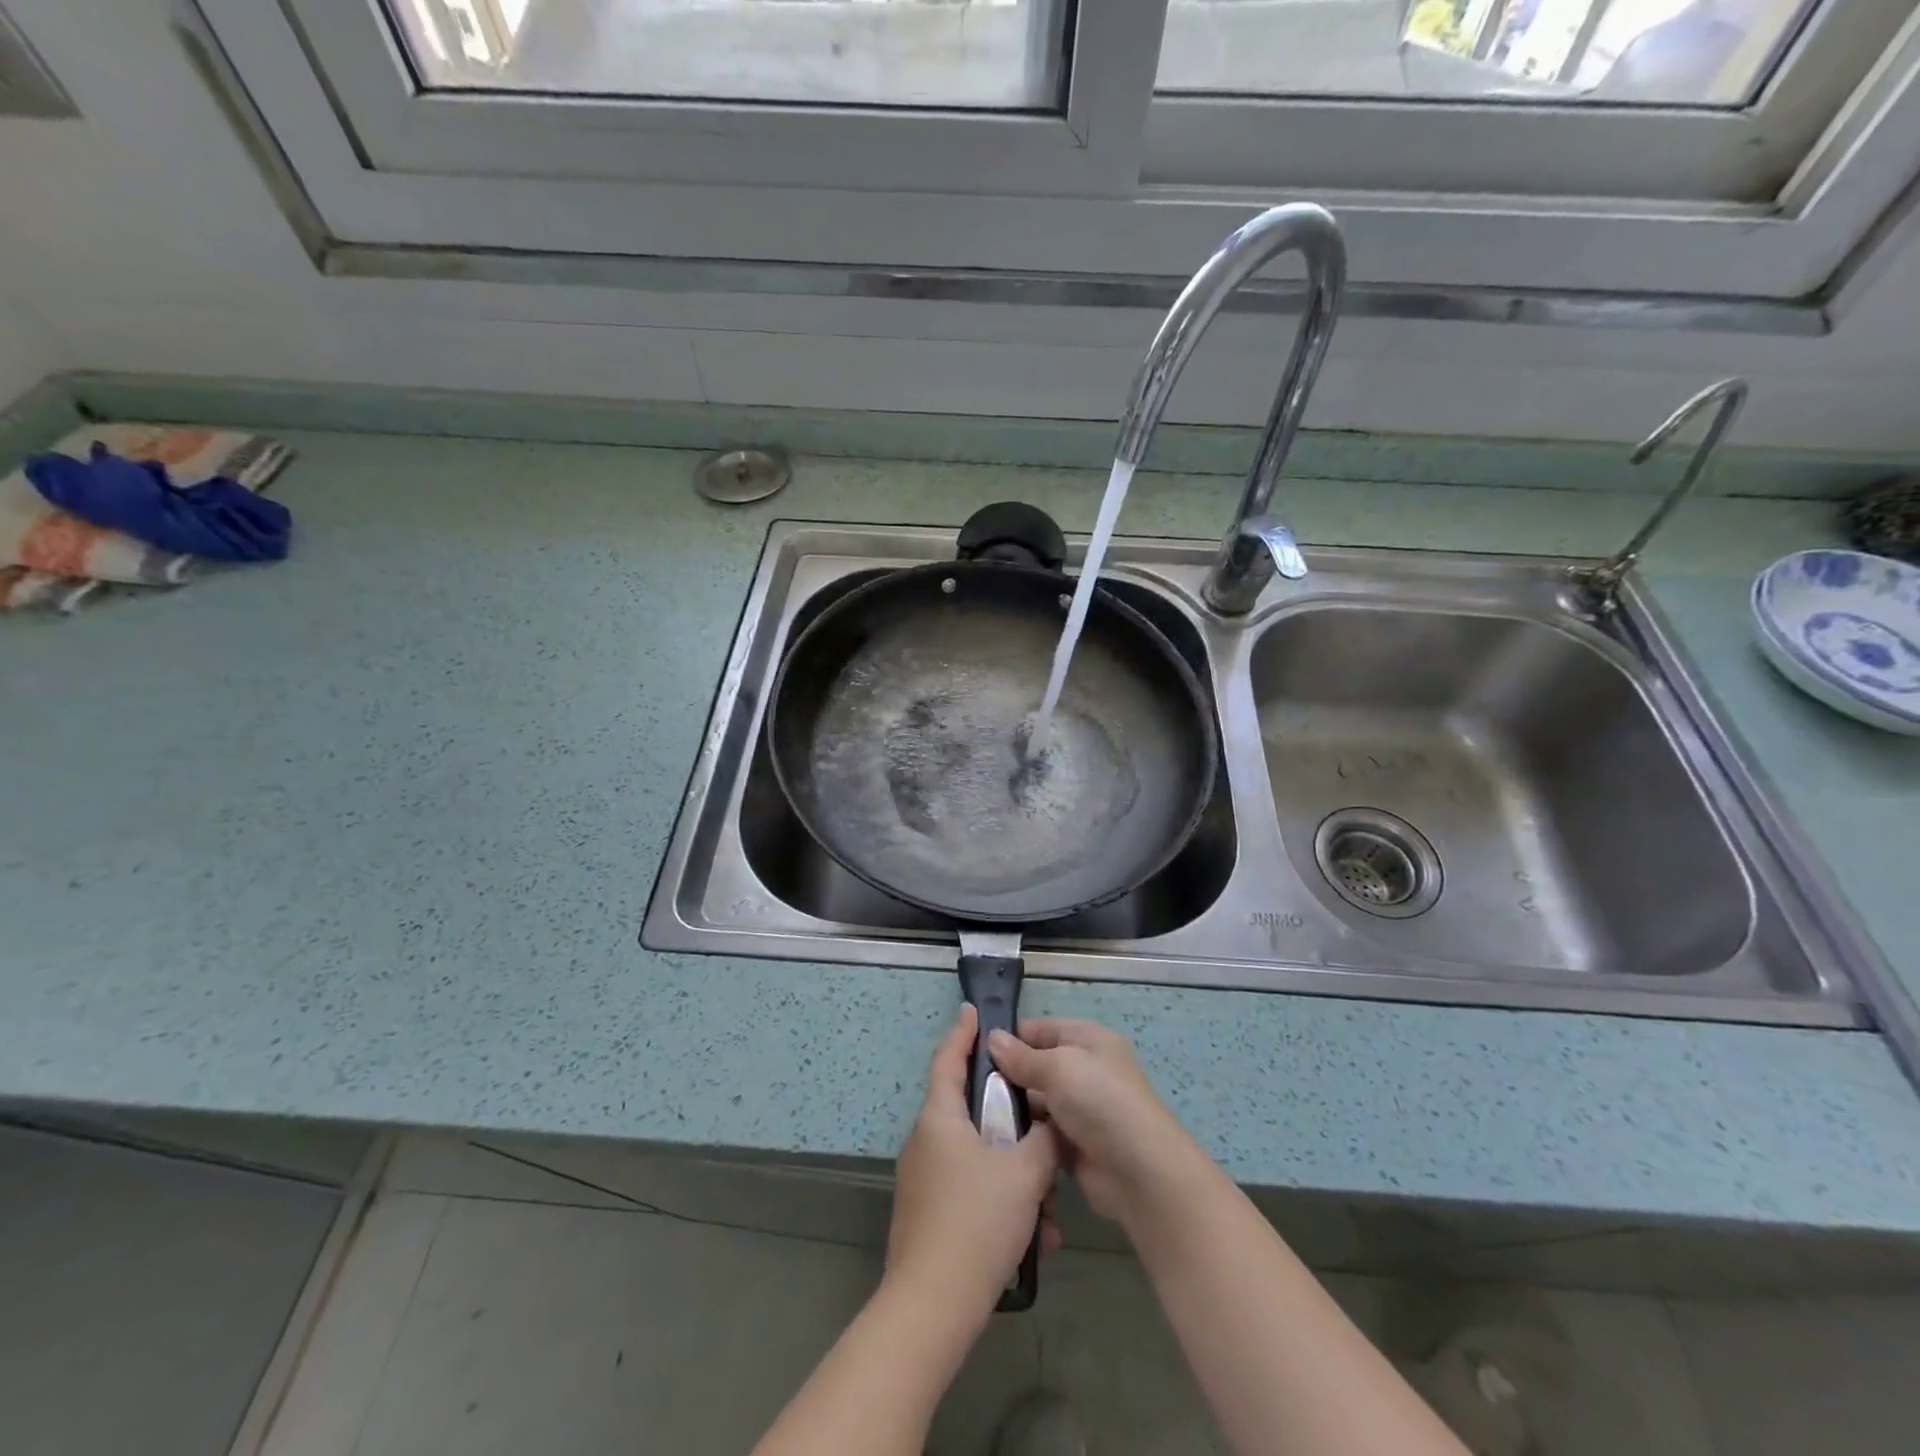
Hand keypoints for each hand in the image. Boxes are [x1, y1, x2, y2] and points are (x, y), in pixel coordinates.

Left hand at [886, 1005, 1060, 1326]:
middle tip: (1043, 1133)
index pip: (948, 1058)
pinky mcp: (928, 1216)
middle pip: (972, 1114)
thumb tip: (1052, 1123)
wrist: (932, 1308)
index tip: (972, 1011)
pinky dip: (1002, 1205)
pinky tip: (1034, 1240)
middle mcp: (926, 1142)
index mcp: (939, 1118)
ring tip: (1047, 1213)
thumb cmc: (976, 1222)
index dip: (962, 1033)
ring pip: (979, 1160)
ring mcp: (923, 1181)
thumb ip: (1044, 1139)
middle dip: (1013, 1126)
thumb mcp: (1025, 1173)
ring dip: (1016, 1178)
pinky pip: (972, 1193)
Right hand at [987, 1019, 1212, 1235]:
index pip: (1042, 1029)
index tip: (976, 1049)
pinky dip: (1023, 1136)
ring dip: (1013, 1107)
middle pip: (1037, 1065)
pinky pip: (1041, 1133)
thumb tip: (992, 1039)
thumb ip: (1023, 1056)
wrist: (1138, 1171)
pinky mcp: (1074, 1144)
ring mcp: (1080, 1109)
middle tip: (969, 1086)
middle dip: (1008, 1074)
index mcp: (1088, 1040)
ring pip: (1036, 1101)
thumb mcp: (1058, 1066)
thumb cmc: (1099, 1101)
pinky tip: (994, 1139)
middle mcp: (1085, 1070)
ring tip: (974, 1114)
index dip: (1012, 1036)